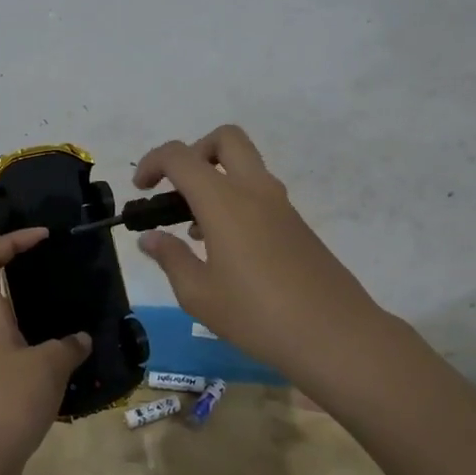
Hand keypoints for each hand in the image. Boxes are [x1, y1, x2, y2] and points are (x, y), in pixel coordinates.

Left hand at [0, 228, 90, 474]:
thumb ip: (69, 345)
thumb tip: (80, 339)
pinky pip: (25, 346)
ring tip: (77, 306)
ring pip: (14, 316)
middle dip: (28, 268)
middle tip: (64, 265)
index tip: (42, 237)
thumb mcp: (50, 365)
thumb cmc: (12, 400)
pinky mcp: (3, 380)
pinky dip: (47, 341)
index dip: (10, 240)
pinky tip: (75, 351)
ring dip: (41, 307)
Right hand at [134, 124, 391, 387]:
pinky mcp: (297, 224)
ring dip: (215, 180)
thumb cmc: (257, 316)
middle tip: (176, 190)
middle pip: (225, 139)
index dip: (152, 163)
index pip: (181, 156)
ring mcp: (281, 205)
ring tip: (194, 231)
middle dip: (194, 152)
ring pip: (245, 166)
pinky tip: (226, 250)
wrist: (334, 334)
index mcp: (224, 201)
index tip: (140, 190)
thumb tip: (150, 238)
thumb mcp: (199, 294)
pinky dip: (235, 202)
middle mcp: (255, 190)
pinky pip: (259, 193)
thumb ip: (171, 258)